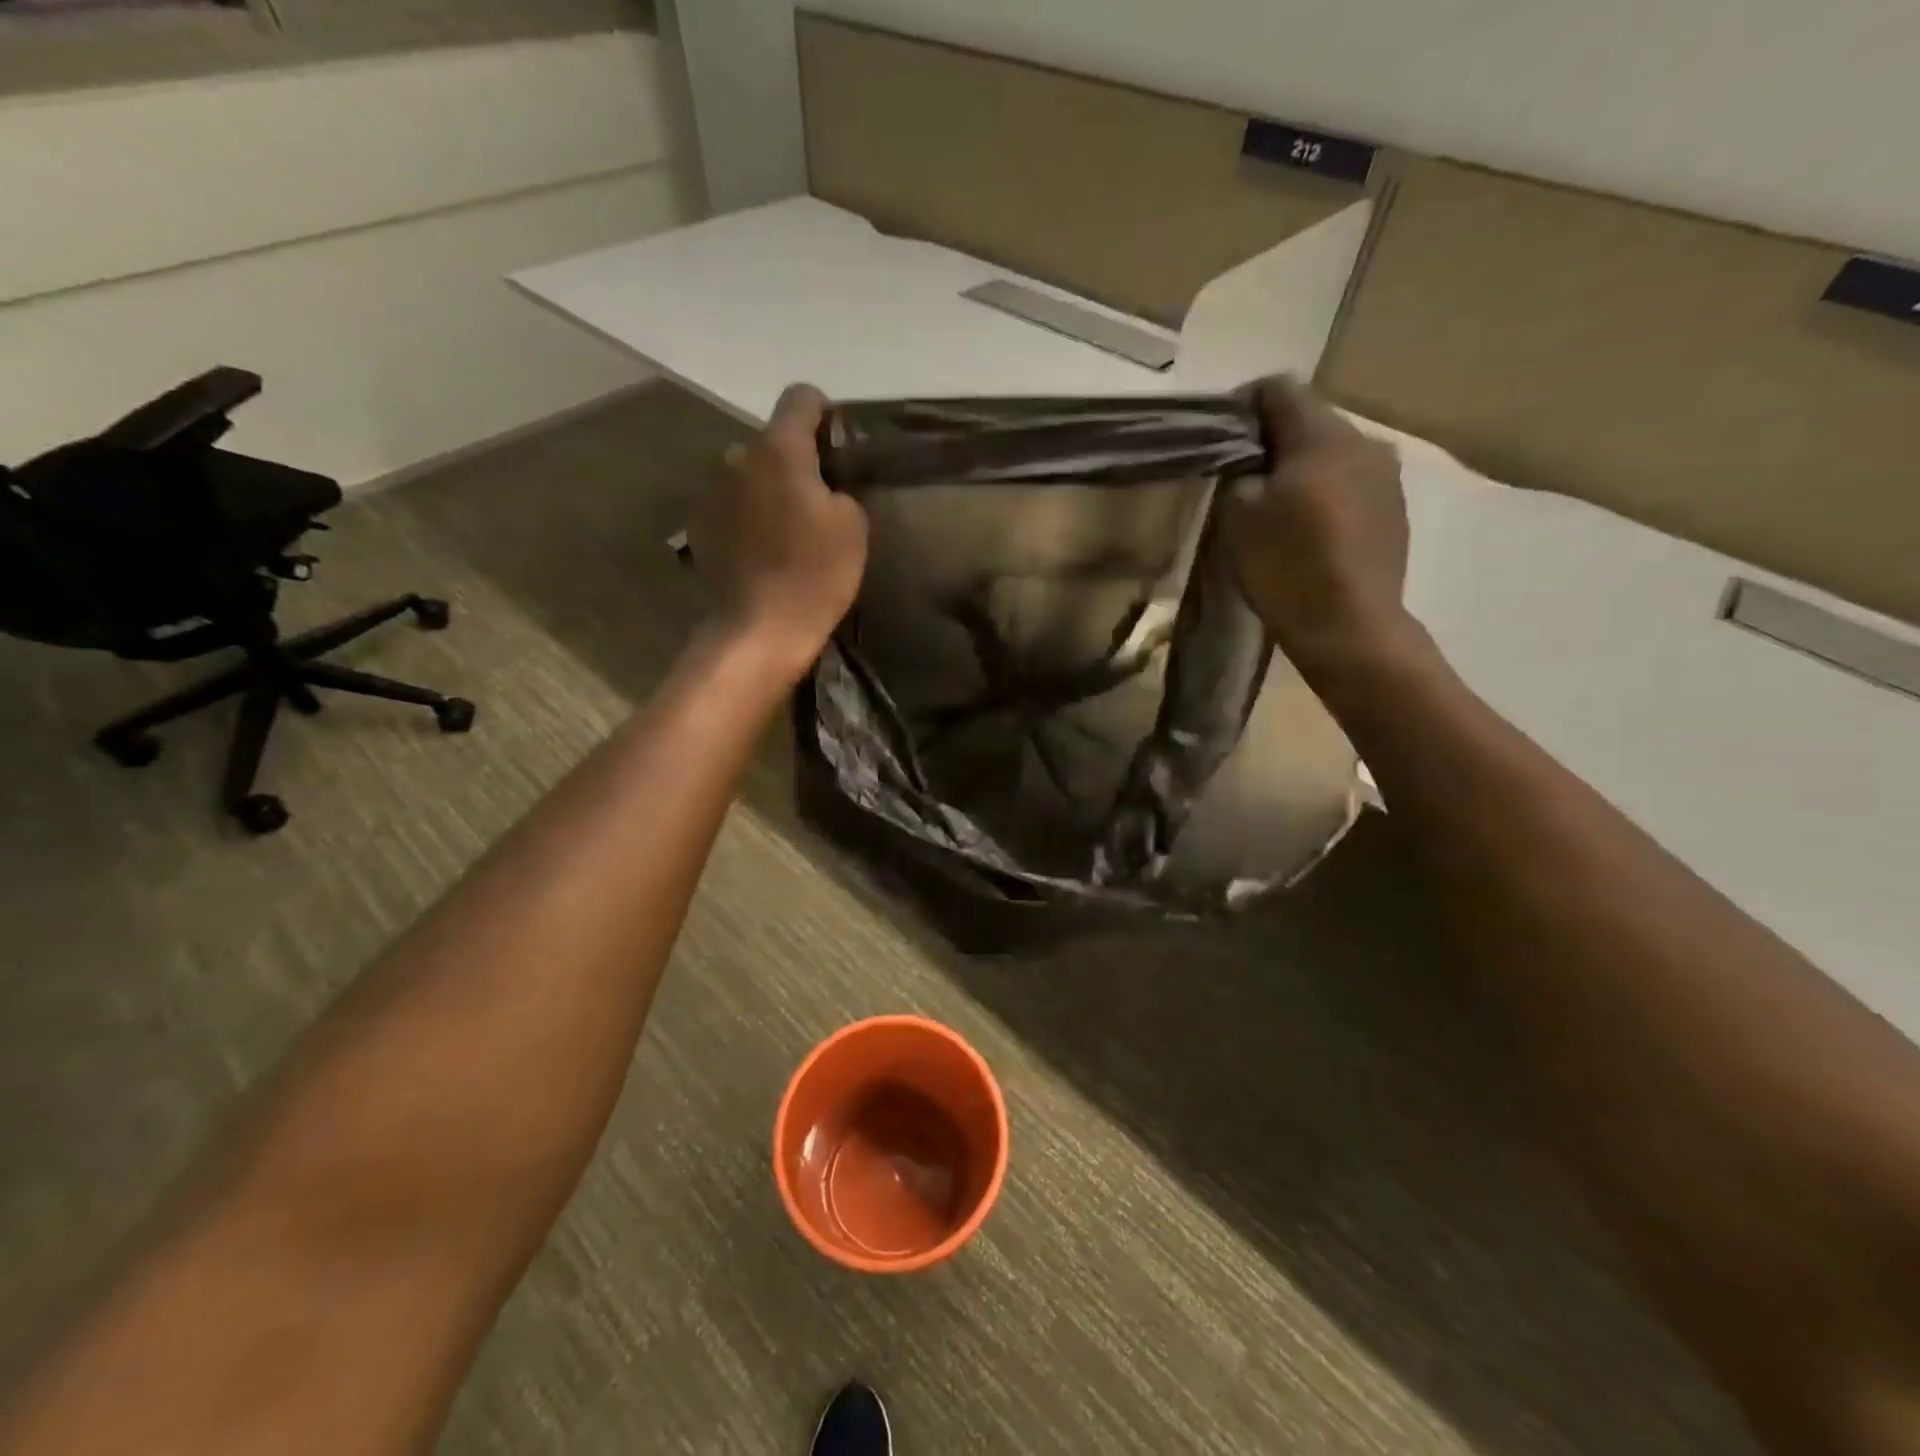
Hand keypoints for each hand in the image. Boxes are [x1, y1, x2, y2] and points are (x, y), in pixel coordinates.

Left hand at [689, 384, 868, 679]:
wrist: (759, 629)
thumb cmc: (814, 574)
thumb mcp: (852, 527)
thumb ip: (838, 489)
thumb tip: (821, 488)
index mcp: (779, 449)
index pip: (800, 397)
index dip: (823, 413)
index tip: (838, 443)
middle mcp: (737, 457)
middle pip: (772, 442)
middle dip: (795, 461)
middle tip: (817, 500)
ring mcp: (712, 492)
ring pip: (749, 475)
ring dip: (768, 490)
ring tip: (787, 531)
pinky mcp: (700, 526)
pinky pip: (731, 507)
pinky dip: (748, 518)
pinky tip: (762, 552)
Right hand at [1227, 378, 1415, 672]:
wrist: (1350, 626)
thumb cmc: (1286, 566)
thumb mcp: (1238, 515)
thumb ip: (1240, 472)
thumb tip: (1250, 461)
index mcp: (1322, 434)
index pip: (1278, 389)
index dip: (1242, 406)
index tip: (1220, 437)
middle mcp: (1364, 441)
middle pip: (1309, 420)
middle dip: (1273, 441)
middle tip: (1242, 477)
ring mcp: (1387, 476)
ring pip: (1332, 453)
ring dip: (1302, 468)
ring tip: (1276, 507)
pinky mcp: (1395, 510)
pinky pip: (1352, 484)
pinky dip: (1326, 494)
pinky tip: (1309, 530)